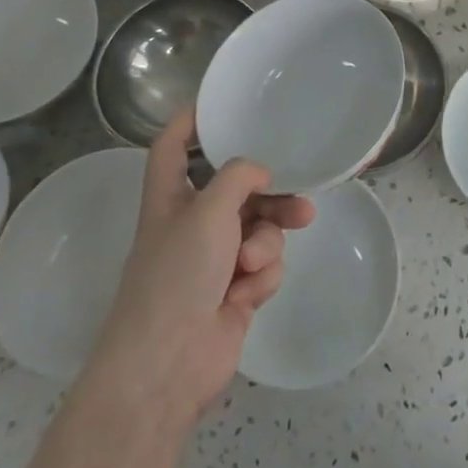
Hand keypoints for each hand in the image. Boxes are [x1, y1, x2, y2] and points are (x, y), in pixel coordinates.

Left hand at [90, 111, 313, 430]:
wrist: (168, 364)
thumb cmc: (177, 275)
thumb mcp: (208, 209)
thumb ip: (239, 176)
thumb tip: (261, 173)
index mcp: (170, 196)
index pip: (173, 145)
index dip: (190, 120)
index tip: (220, 103)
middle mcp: (192, 221)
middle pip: (238, 189)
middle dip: (270, 194)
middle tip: (299, 195)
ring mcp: (214, 258)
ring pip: (259, 227)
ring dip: (266, 241)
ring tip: (259, 261)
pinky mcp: (235, 290)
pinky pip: (264, 264)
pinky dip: (260, 276)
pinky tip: (244, 294)